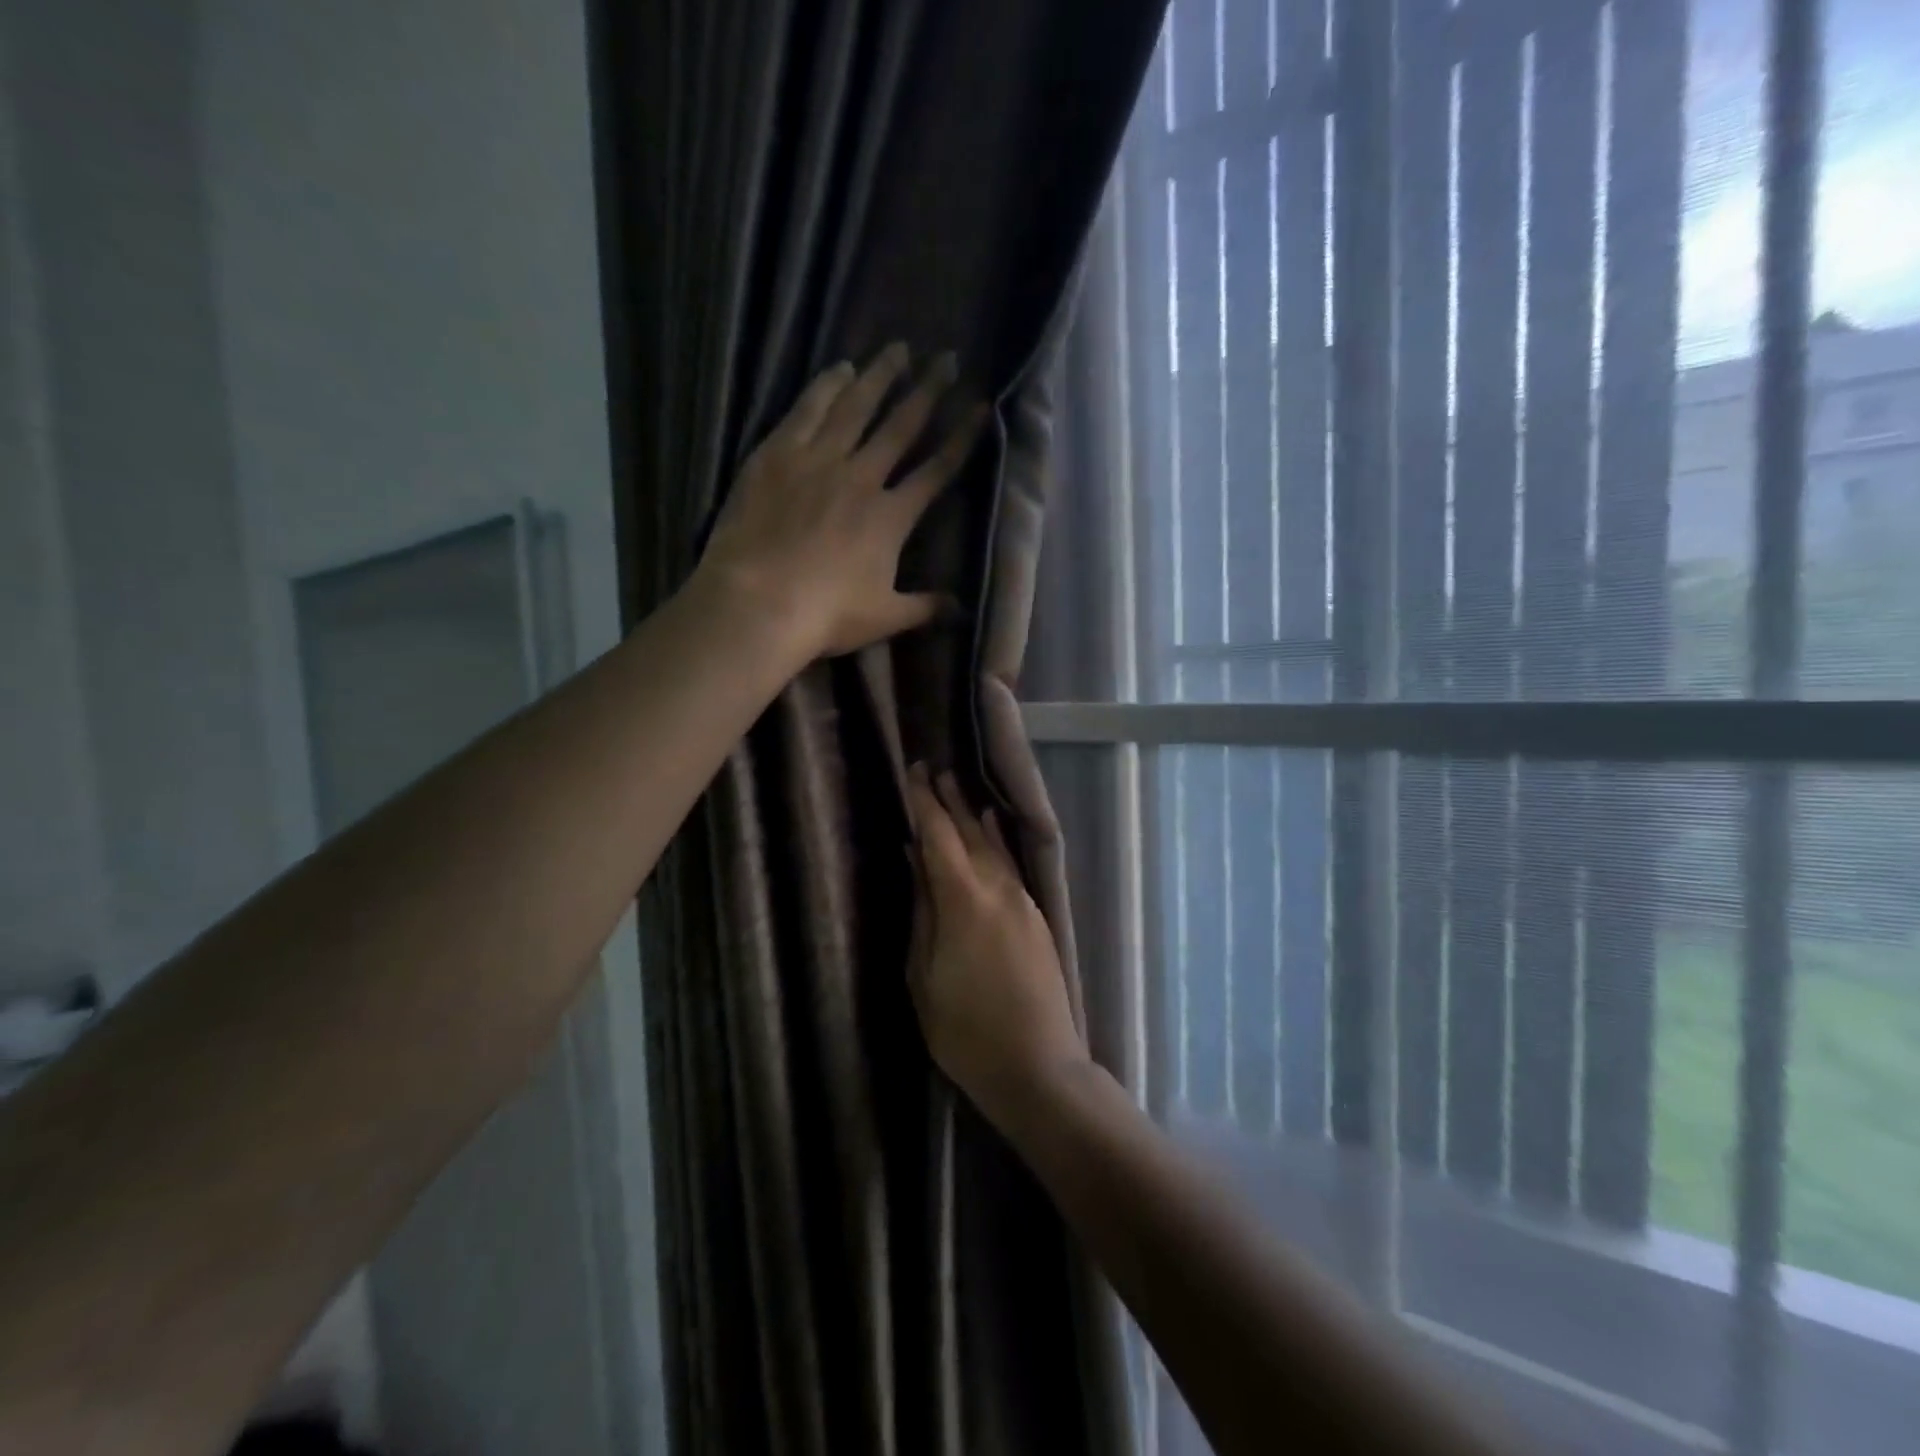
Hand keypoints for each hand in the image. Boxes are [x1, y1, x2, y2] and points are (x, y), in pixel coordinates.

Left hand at [697, 344, 987, 658]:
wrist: (758, 602)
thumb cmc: (826, 615)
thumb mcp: (884, 617)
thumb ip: (925, 608)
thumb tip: (961, 608)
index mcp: (891, 517)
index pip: (936, 471)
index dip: (961, 439)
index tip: (980, 407)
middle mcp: (861, 477)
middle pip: (900, 426)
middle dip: (927, 391)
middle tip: (946, 358)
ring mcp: (817, 460)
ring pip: (855, 407)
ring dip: (878, 376)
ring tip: (896, 349)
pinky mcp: (776, 455)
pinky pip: (807, 410)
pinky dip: (825, 387)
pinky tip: (838, 368)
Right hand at [905, 765, 1087, 1127]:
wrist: (1039, 1067)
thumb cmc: (966, 1031)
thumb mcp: (925, 977)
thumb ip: (922, 912)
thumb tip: (915, 860)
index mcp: (964, 900)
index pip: (939, 836)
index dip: (925, 802)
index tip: (913, 772)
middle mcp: (999, 889)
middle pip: (971, 832)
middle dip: (951, 800)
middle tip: (934, 769)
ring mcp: (1023, 901)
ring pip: (995, 846)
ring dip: (975, 816)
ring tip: (959, 789)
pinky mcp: (1037, 917)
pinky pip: (1010, 865)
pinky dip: (997, 841)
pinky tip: (992, 830)